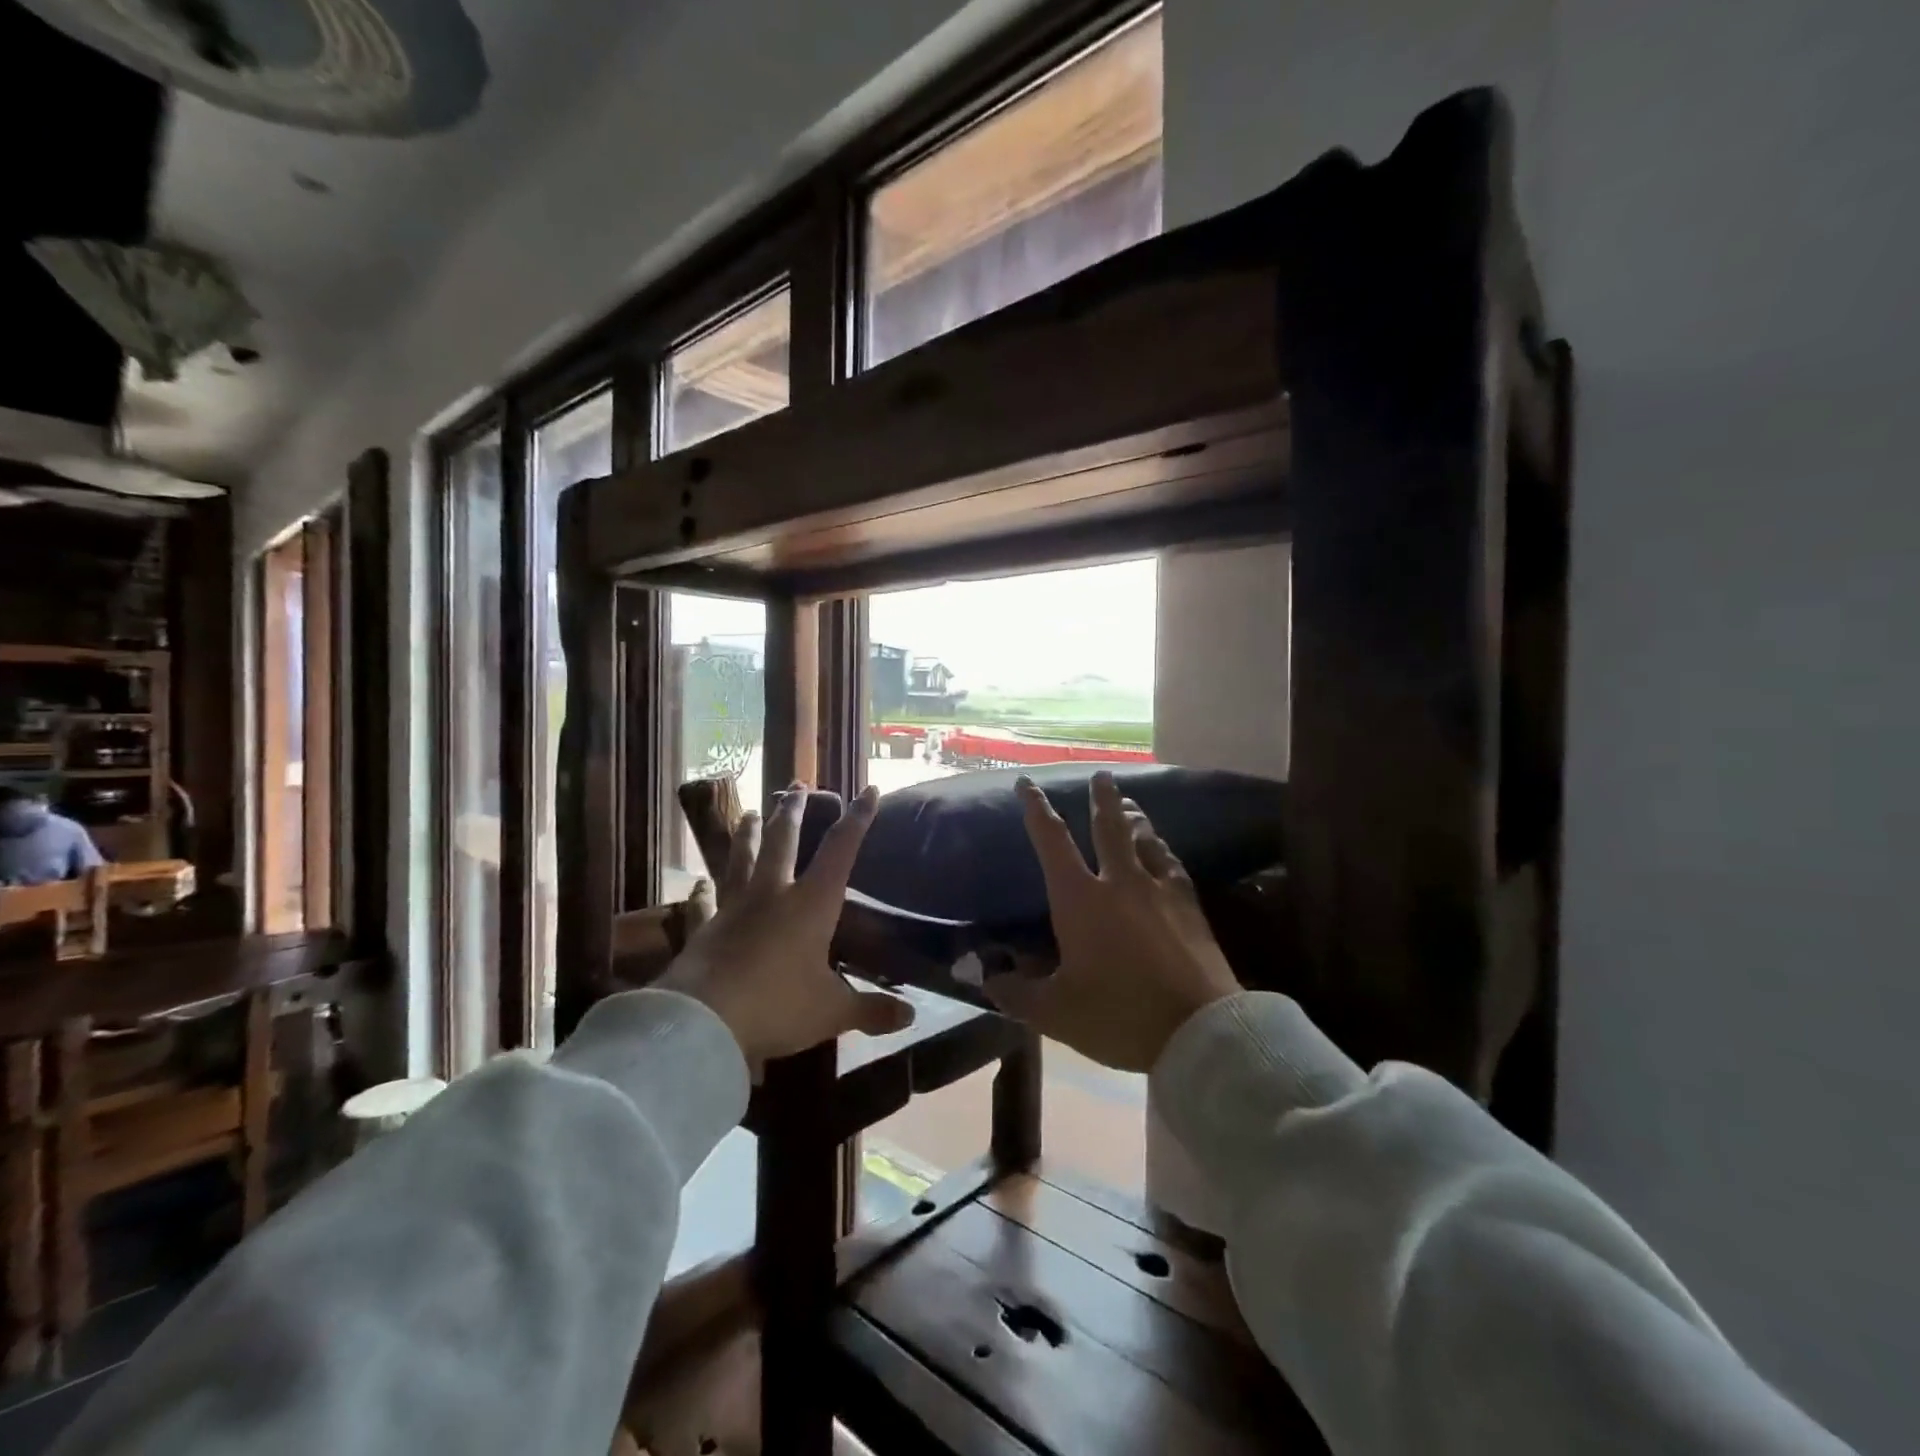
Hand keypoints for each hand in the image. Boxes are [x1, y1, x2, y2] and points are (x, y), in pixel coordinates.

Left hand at [659, 783, 913, 1074]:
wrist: (704, 1023)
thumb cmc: (778, 1006)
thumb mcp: (832, 1012)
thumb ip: (871, 1010)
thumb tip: (911, 1017)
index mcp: (811, 904)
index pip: (840, 851)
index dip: (857, 820)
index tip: (868, 790)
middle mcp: (772, 895)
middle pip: (782, 842)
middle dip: (792, 812)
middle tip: (796, 785)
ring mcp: (732, 909)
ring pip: (740, 861)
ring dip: (746, 835)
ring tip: (747, 812)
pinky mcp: (703, 931)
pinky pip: (702, 905)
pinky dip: (700, 893)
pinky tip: (697, 883)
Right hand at [987, 771, 1240, 1072]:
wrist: (1198, 1031)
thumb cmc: (1118, 1016)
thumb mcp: (1055, 1013)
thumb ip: (1017, 992)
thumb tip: (989, 978)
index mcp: (1079, 899)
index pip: (1052, 842)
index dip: (1037, 809)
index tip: (1028, 783)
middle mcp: (1119, 882)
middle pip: (1108, 826)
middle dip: (1101, 797)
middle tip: (1101, 774)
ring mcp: (1159, 890)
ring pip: (1144, 839)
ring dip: (1134, 817)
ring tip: (1129, 804)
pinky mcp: (1190, 907)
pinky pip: (1173, 864)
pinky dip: (1163, 850)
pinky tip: (1164, 850)